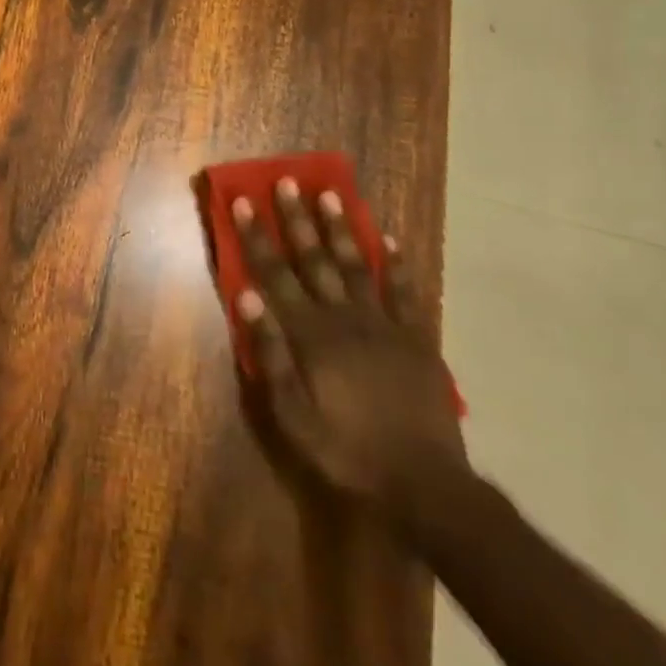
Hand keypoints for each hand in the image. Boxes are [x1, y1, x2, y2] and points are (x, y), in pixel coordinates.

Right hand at [231, 180, 465, 525]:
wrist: (423, 484)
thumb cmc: (345, 450)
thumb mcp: (291, 412)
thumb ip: (270, 352)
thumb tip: (247, 295)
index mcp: (310, 335)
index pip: (275, 274)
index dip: (256, 236)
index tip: (242, 201)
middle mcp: (344, 318)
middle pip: (315, 260)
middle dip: (297, 219)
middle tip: (287, 181)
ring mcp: (384, 326)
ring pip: (357, 266)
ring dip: (342, 229)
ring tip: (331, 194)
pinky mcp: (416, 340)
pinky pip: (405, 294)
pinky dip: (396, 265)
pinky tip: (389, 241)